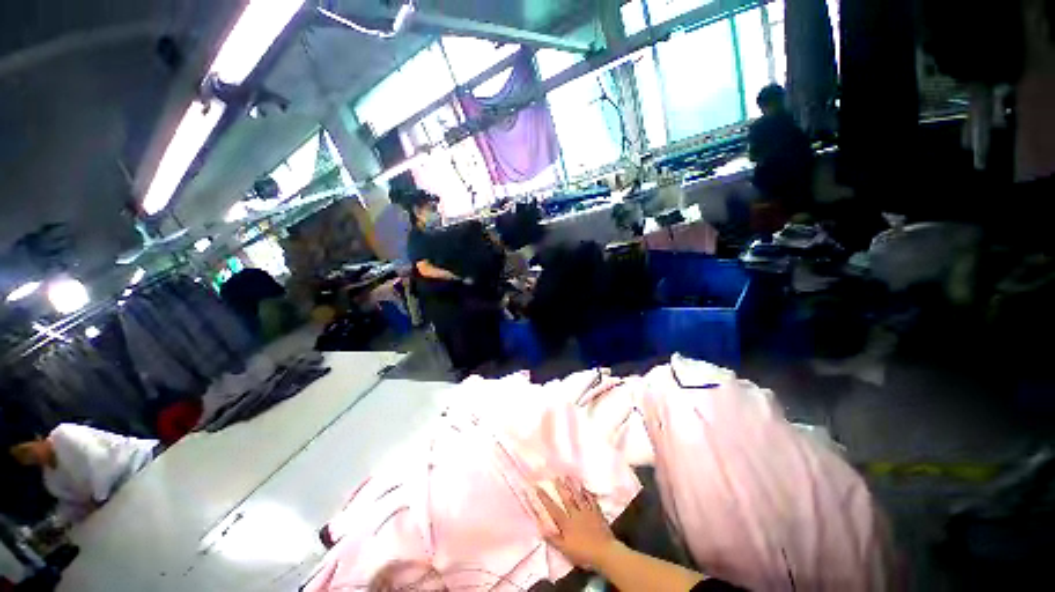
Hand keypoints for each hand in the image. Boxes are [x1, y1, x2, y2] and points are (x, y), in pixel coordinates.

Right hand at [534, 477, 617, 568]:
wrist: (604, 553)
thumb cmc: (583, 554)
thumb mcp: (565, 550)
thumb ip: (553, 539)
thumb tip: (541, 527)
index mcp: (567, 523)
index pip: (553, 509)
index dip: (545, 498)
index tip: (538, 487)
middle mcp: (576, 514)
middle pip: (566, 499)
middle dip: (560, 487)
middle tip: (556, 477)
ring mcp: (587, 512)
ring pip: (578, 496)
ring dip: (572, 486)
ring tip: (568, 477)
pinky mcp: (597, 513)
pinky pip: (592, 501)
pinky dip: (588, 494)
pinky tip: (585, 489)